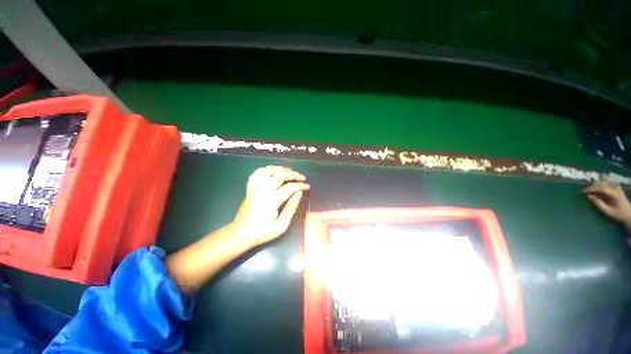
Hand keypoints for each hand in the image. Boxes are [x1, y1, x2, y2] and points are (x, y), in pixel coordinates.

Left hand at [231, 166, 309, 246]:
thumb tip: (299, 193)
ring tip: (289, 172)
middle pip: (280, 175)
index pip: (290, 187)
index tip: (307, 187)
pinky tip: (273, 171)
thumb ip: (291, 208)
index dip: (300, 185)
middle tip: (302, 178)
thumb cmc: (262, 232)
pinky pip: (257, 173)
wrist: (241, 233)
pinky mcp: (250, 188)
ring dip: (281, 169)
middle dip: (294, 174)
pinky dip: (266, 169)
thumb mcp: (281, 225)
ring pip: (269, 170)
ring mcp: (255, 187)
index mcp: (272, 200)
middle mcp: (263, 190)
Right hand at [582, 181, 630, 226]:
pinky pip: (606, 182)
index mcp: (614, 193)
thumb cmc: (618, 214)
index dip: (590, 189)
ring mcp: (616, 186)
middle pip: (601, 183)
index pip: (600, 188)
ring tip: (589, 189)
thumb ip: (599, 204)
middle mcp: (615, 187)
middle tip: (584, 191)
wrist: (629, 214)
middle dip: (591, 186)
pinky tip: (596, 186)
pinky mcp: (616, 187)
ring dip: (595, 184)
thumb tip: (589, 196)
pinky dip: (600, 183)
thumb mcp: (608, 211)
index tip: (581, 192)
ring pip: (603, 181)